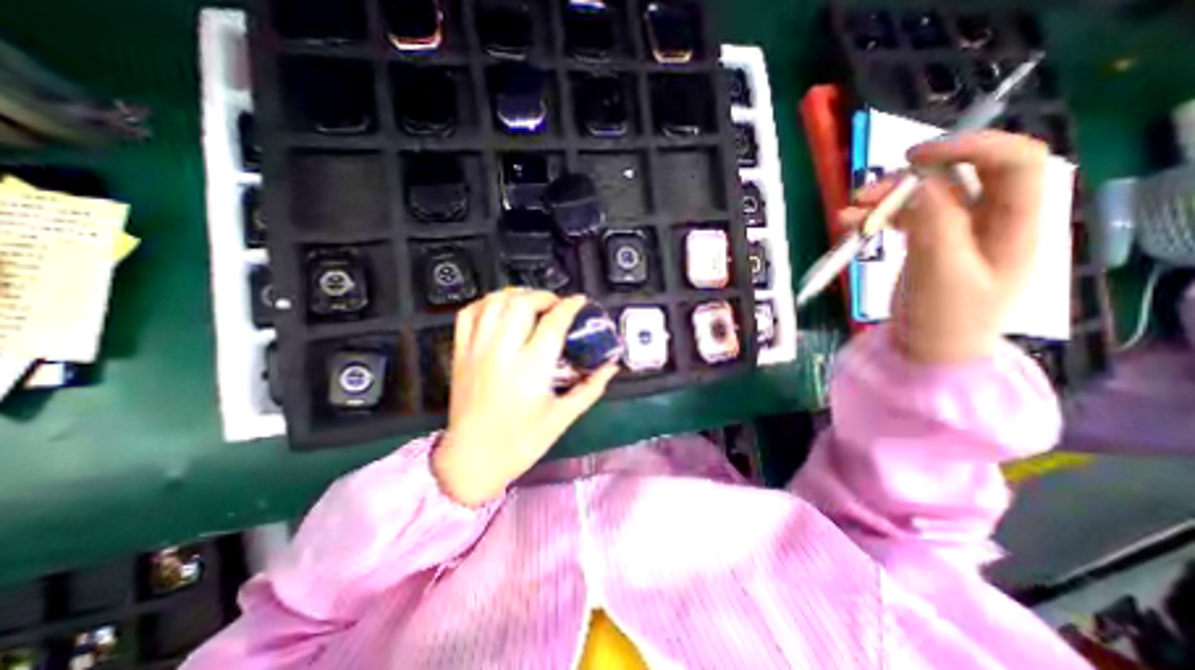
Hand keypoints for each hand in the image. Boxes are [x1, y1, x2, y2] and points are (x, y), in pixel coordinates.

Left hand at [429, 287, 615, 506]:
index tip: (580, 302)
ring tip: (531, 302)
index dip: (570, 306)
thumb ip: (590, 388)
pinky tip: (500, 308)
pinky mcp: (459, 354)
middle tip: (556, 305)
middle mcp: (502, 352)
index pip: (553, 323)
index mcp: (531, 369)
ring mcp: (476, 350)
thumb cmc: (521, 442)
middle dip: (543, 296)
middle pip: (521, 303)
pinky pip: (468, 314)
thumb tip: (611, 366)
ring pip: (494, 303)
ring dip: (516, 294)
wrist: (472, 460)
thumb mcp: (562, 417)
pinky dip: (486, 303)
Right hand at [844, 129, 1047, 363]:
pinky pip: (906, 219)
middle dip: (912, 178)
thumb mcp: (943, 272)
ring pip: (926, 198)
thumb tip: (919, 182)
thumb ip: (936, 223)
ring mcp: (957, 233)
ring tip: (848, 213)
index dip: (971, 146)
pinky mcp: (929, 245)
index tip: (914, 156)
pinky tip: (850, 225)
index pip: (1014, 161)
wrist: (928, 352)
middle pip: (961, 177)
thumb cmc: (945, 318)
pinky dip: (878, 218)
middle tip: (867, 192)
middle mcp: (990, 220)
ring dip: (886, 200)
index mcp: (1016, 223)